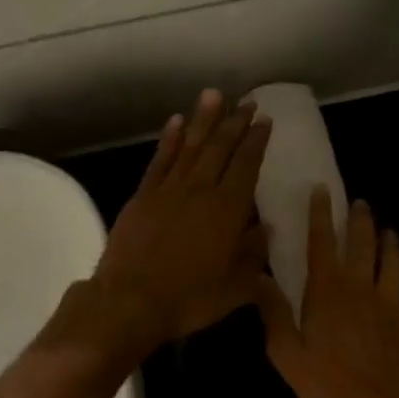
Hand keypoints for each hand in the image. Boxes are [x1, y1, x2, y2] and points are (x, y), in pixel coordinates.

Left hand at [88, 90, 272, 353]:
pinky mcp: (143, 196)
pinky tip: (176, 122)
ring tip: (214, 96)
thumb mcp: (235, 287)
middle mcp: (200, 191)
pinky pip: (160, 160)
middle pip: (220, 149)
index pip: (246, 166)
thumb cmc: (188, 299)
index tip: (264, 120)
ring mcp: (168, 190)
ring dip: (203, 120)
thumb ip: (253, 255)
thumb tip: (267, 230)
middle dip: (235, 123)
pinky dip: (169, 140)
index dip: (256, 141)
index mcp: (227, 210)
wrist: (130, 301)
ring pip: (190, 146)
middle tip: (246, 101)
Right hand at [257, 189, 398, 397]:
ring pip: (394, 264)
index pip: (322, 242)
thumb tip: (258, 276)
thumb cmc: (328, 381)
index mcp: (327, 289)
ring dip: (392, 246)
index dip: (320, 214)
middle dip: (360, 220)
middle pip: (362, 244)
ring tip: (391, 233)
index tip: (322, 190)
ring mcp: (391, 303)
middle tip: (361, 204)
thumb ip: (273, 312)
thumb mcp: (286, 352)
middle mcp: (360, 286)